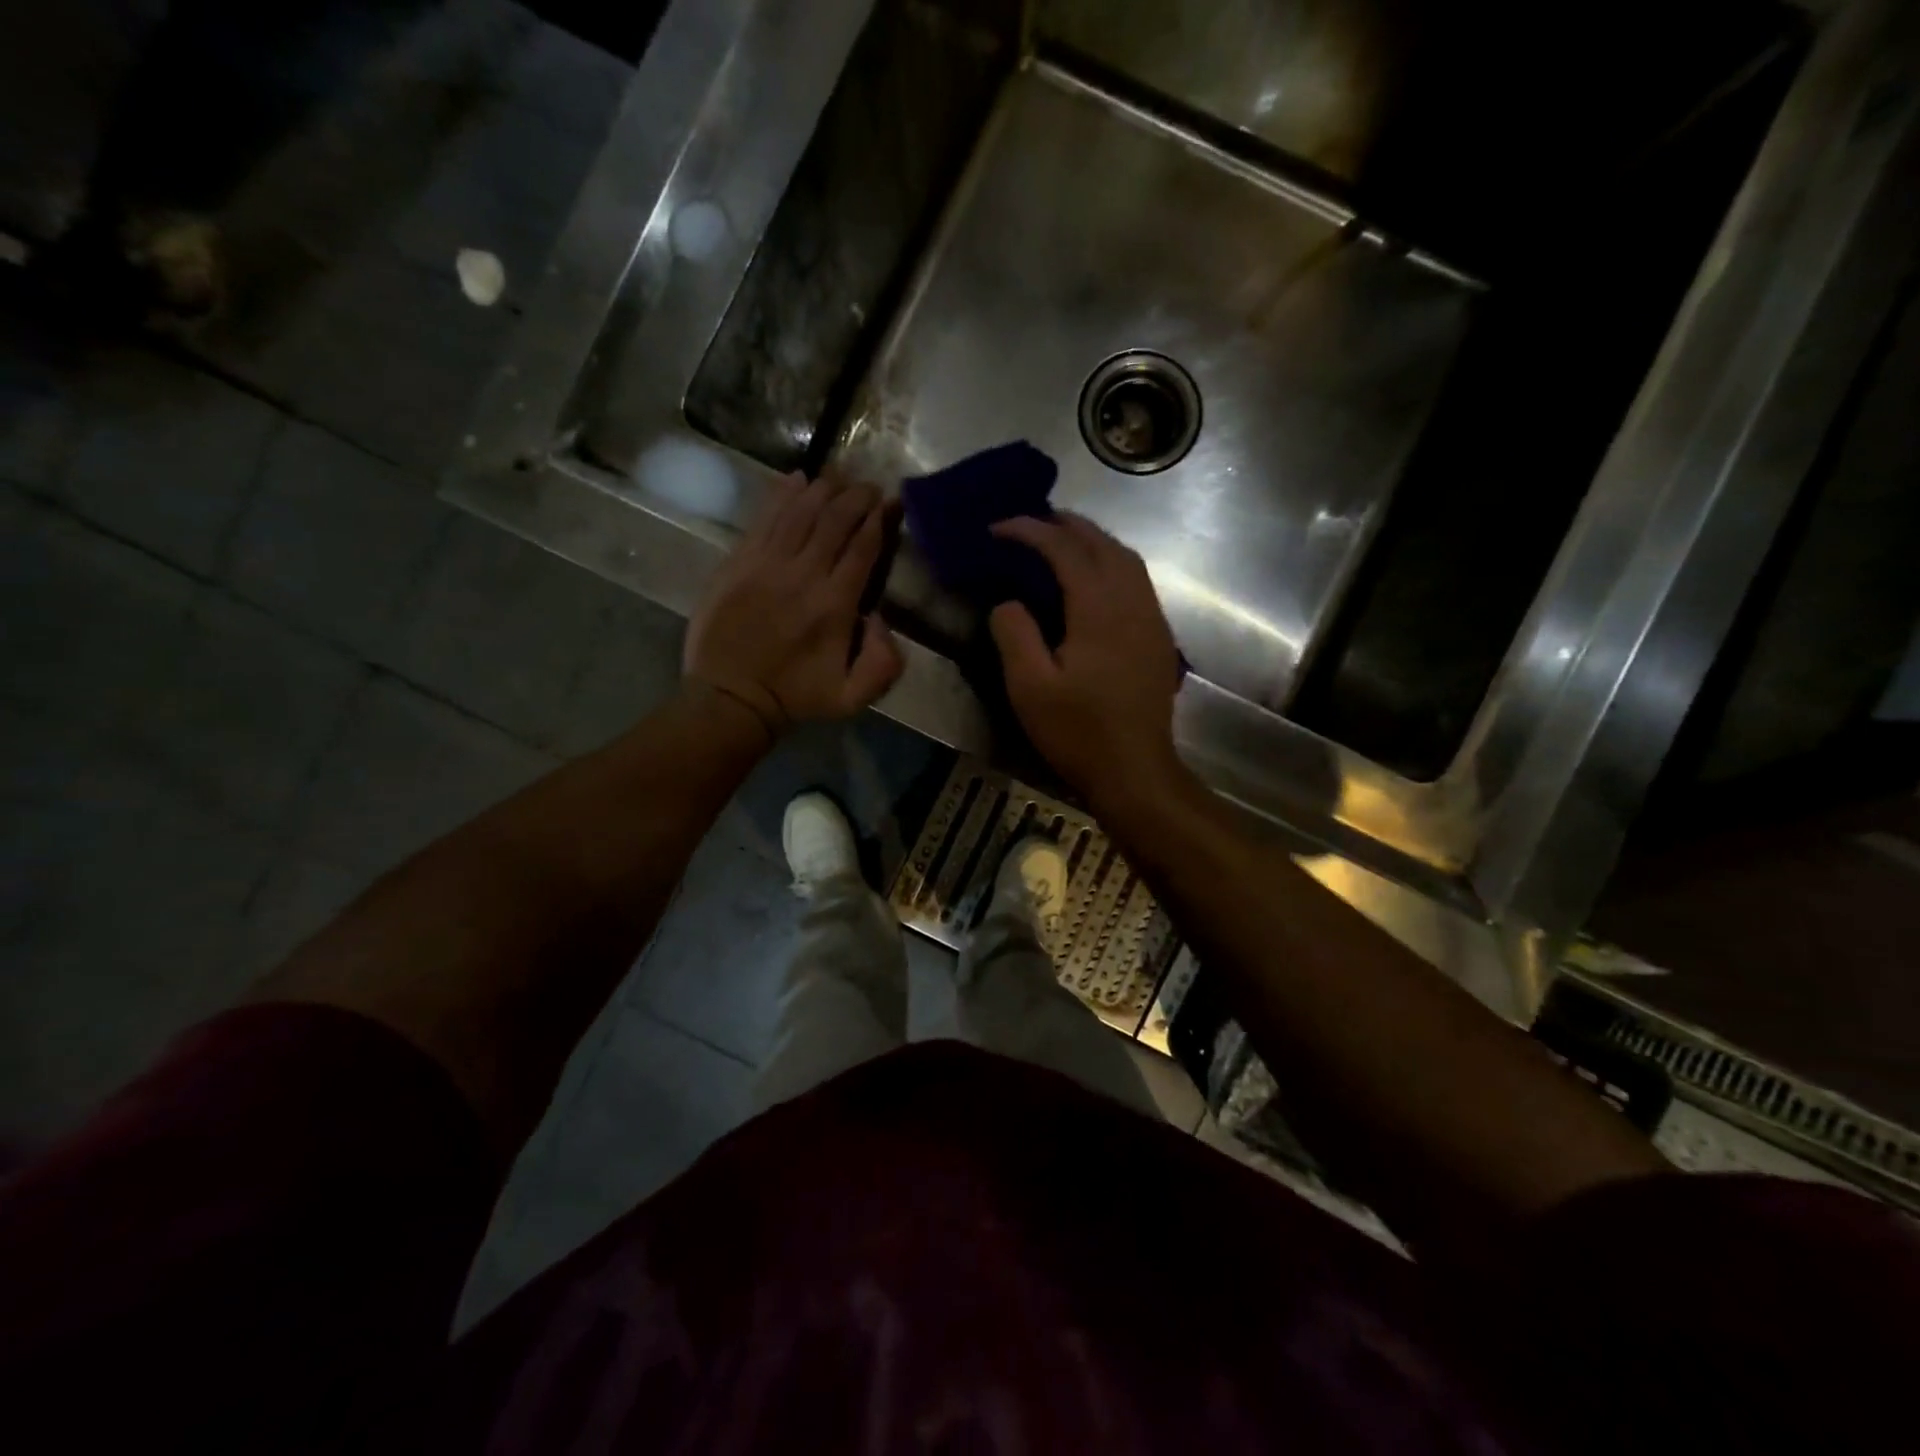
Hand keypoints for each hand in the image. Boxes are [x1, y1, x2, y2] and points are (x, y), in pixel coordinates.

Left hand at [685, 472, 903, 741]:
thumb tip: (880, 617)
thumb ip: (884, 663)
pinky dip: (782, 494)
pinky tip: (796, 478)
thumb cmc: (795, 697)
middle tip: (869, 486)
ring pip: (800, 510)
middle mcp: (804, 574)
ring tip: (840, 476)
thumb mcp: (853, 697)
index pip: (863, 546)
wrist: (730, 698)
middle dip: (857, 496)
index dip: (879, 519)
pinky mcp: (738, 561)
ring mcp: (767, 563)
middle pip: (835, 519)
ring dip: (824, 488)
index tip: (890, 503)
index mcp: (835, 604)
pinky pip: (764, 517)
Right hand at [988, 513, 1184, 806]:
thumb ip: (1014, 634)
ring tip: (1061, 540)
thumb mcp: (1029, 687)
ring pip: (1127, 559)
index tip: (998, 528)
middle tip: (1030, 522)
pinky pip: (1138, 581)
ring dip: (1093, 540)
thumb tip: (1007, 601)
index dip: (1031, 531)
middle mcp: (1132, 602)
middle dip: (1066, 525)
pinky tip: (1095, 579)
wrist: (1135, 771)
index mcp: (1099, 609)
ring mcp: (1152, 619)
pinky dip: (1113, 563)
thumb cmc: (1078, 732)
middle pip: (1103, 544)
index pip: (1065, 550)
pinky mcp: (1159, 638)